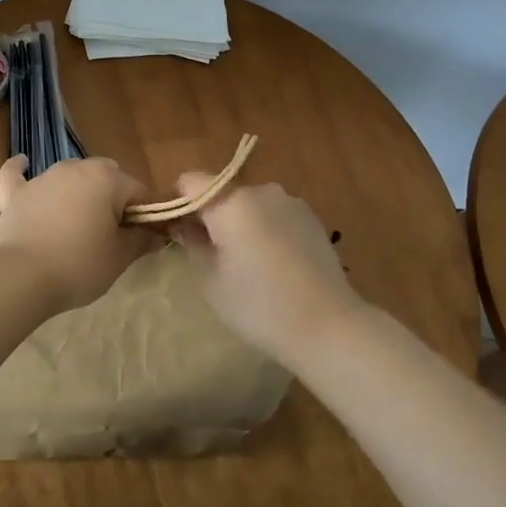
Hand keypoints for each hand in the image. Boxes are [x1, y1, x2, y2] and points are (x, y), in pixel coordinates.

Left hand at [0, 156, 154, 311]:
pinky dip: (21, 171)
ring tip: (77, 222)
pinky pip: (17, 174)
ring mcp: (42, 178)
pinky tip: (22, 164)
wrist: (20, 277)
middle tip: (111, 234)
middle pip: (106, 177)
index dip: (147, 215)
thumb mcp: (120, 257)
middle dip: (113, 198)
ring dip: (77, 191)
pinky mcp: (14, 193)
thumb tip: (156, 234)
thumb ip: (141, 240)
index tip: (146, 238)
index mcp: (108, 179)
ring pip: (68, 176)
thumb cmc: (79, 265)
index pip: (140, 192)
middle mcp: (76, 168)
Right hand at [174, 174, 367, 365]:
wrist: (327, 325)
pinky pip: (274, 215)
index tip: (178, 231)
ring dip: (240, 223)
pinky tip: (273, 265)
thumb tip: (184, 227)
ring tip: (246, 263)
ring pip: (250, 205)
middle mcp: (261, 191)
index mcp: (231, 201)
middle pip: (222, 192)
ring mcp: (290, 203)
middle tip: (210, 254)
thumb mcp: (211, 279)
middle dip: (211, 216)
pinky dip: (265, 230)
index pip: (190, 182)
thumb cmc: (258, 305)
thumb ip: (193, 244)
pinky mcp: (312, 218)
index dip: (178, 203)